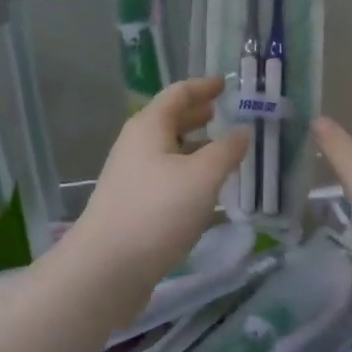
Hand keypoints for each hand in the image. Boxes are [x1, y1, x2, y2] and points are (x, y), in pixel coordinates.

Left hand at [71, 78, 248, 290]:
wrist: (107, 267)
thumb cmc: (157, 211)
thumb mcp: (202, 177)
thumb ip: (227, 150)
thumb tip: (243, 130)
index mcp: (148, 126)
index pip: (178, 93)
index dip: (203, 86)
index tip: (226, 83)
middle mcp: (136, 144)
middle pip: (170, 119)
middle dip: (199, 115)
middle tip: (227, 114)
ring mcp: (131, 175)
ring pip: (168, 149)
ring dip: (195, 145)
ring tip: (224, 150)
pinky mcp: (133, 203)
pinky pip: (165, 174)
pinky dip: (188, 171)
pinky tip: (206, 188)